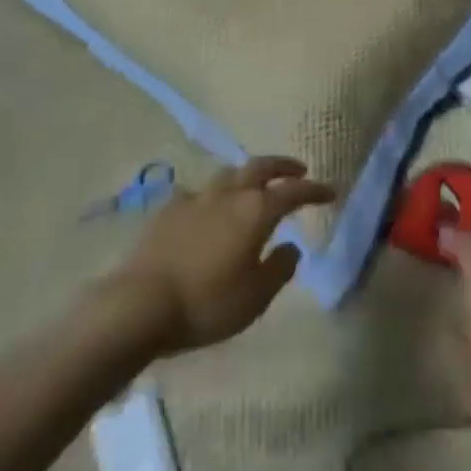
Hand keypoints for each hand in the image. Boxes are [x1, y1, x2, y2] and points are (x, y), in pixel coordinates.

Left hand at [108, 156, 333, 356]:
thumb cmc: (206, 303)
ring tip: (253, 185)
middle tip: (298, 169)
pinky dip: (212, 197)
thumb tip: (292, 247)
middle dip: (283, 166)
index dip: (314, 190)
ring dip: (247, 175)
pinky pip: (198, 193)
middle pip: (260, 167)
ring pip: (229, 174)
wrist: (139, 303)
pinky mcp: (168, 209)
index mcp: (256, 211)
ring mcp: (196, 198)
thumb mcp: (254, 298)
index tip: (330, 191)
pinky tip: (207, 210)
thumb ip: (279, 269)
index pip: (294, 192)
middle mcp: (229, 194)